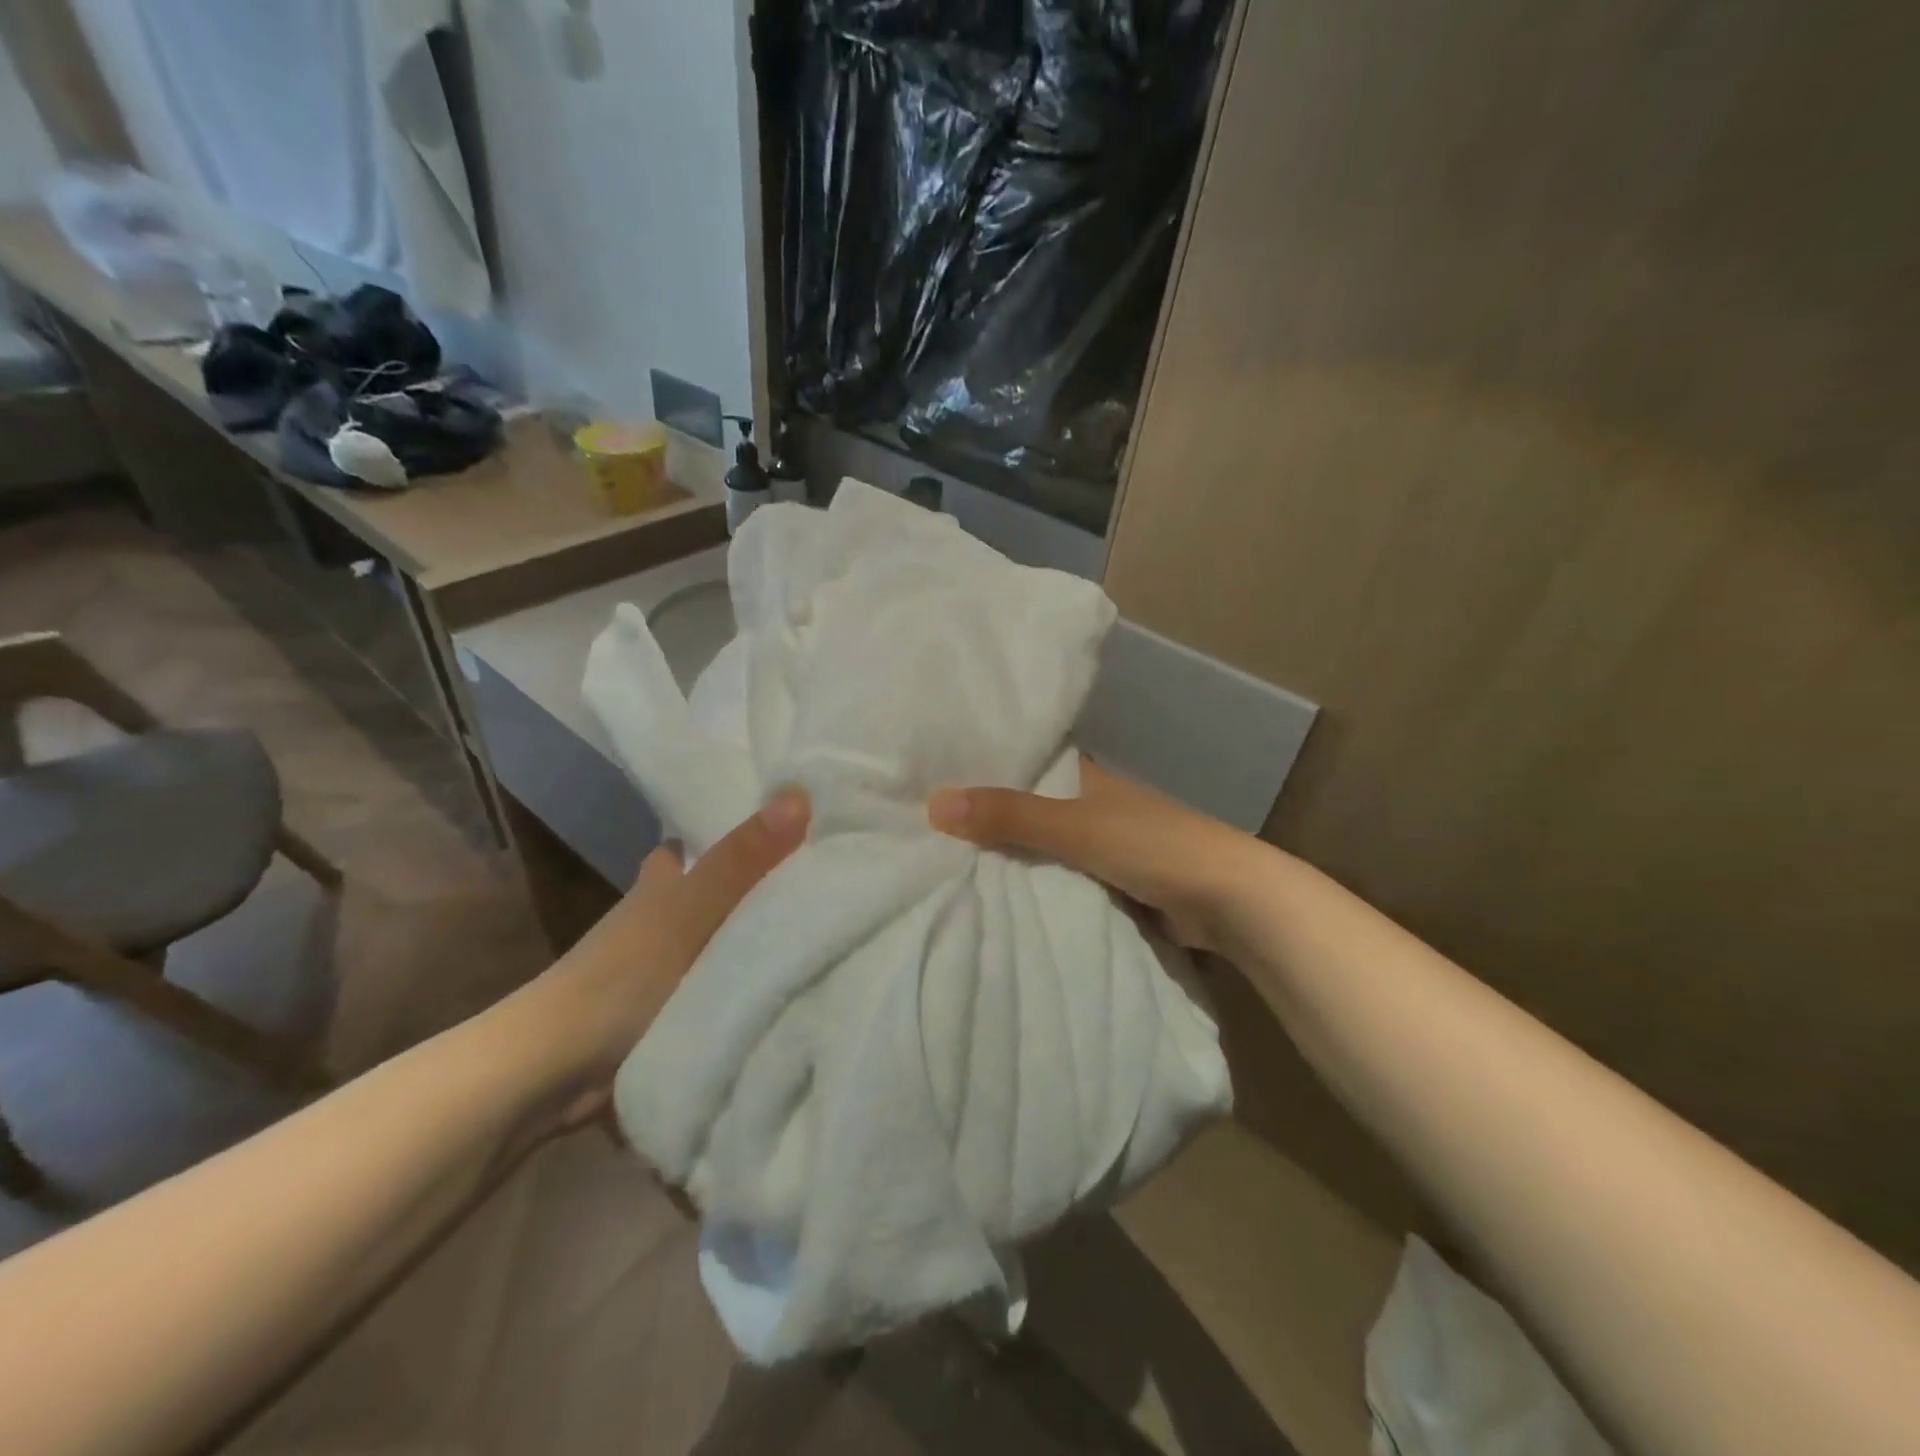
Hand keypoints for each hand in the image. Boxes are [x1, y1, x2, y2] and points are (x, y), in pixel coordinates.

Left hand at [503, 790, 810, 1126]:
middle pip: (726, 883)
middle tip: (826, 874)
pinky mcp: (678, 1004)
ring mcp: (671, 960)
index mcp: (666, 876)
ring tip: (828, 919)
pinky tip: (799, 973)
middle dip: (768, 878)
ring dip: (766, 927)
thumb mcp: (693, 909)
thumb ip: (744, 859)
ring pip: (731, 930)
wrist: (559, 1070)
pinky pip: (732, 975)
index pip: (710, 834)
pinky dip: (757, 972)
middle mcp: (666, 910)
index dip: (749, 826)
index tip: (801, 818)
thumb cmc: (626, 975)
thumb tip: (801, 793)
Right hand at [928, 760, 1260, 953]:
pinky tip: (997, 897)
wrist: (1229, 900)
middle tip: (925, 828)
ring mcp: (1106, 846)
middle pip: (1030, 809)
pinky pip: (1063, 881)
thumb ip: (1010, 816)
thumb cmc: (1153, 846)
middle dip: (989, 819)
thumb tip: (933, 803)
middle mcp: (1093, 804)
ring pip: (1045, 848)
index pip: (1025, 763)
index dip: (984, 769)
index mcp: (1087, 776)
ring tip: (946, 864)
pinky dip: (1037, 887)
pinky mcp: (1115, 884)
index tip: (932, 777)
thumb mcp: (1075, 827)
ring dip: (1011, 857)